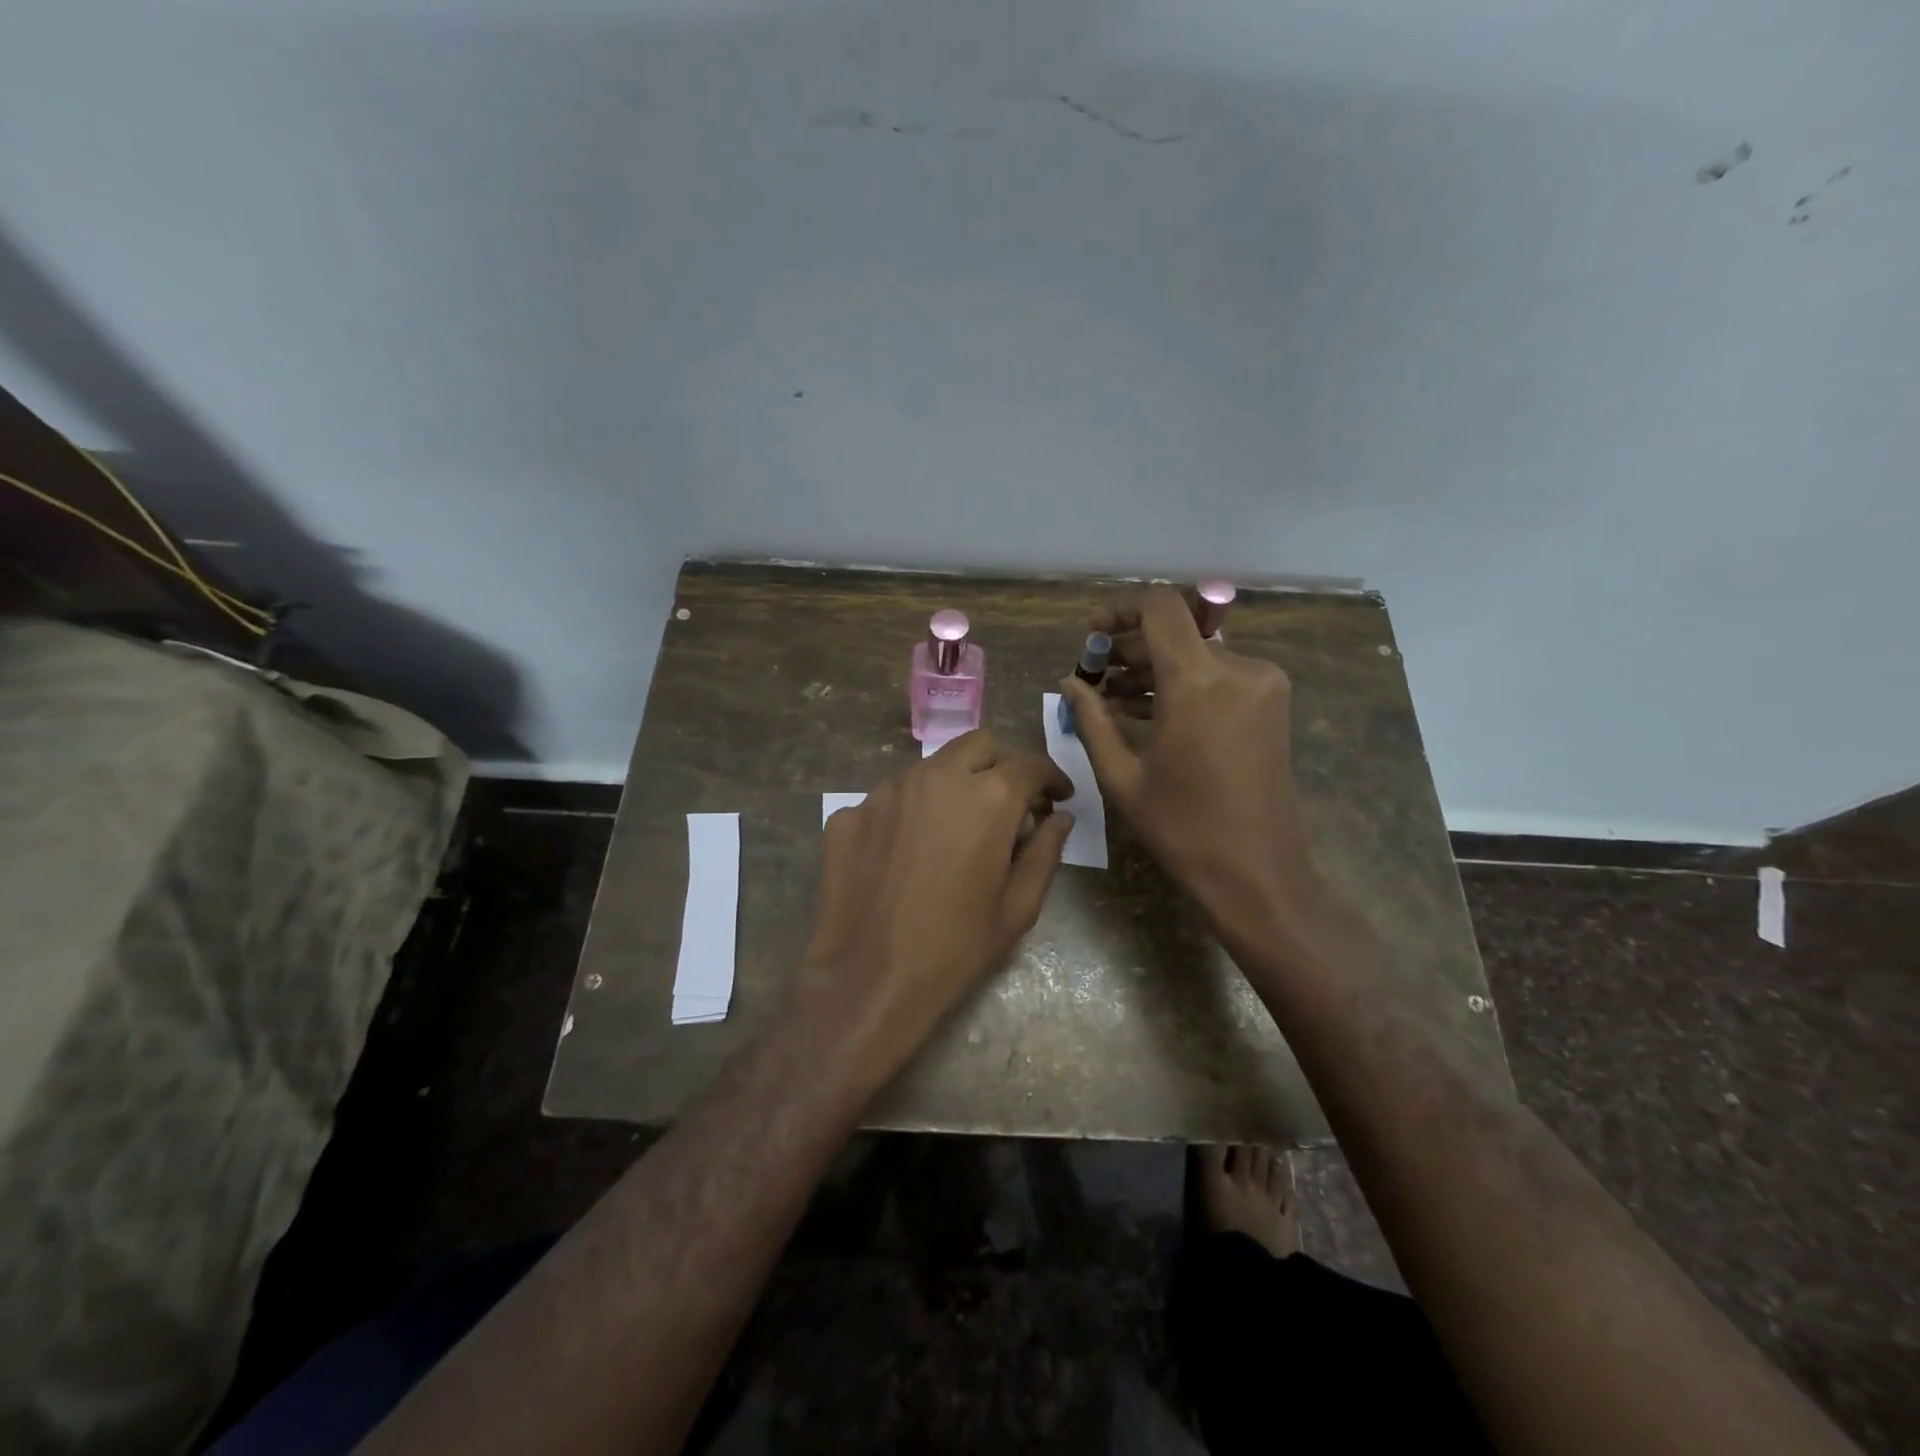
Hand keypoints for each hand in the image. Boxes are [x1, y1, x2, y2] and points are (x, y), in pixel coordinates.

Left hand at [789, 731, 1073, 1085]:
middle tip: (1009, 808)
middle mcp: (935, 778)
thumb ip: (1045, 852)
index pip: (1029, 764)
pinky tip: (907, 855)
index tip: (1057, 799)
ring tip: (955, 833)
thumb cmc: (957, 948)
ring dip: (954, 786)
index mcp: (987, 798)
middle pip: (978, 746)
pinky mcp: (849, 813)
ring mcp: (886, 791)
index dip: (1051, 778)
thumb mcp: (1019, 907)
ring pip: (931, 768)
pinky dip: (910, 814)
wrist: (868, 979)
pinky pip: (890, 799)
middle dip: (1002, 767)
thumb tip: (1060, 818)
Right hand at [1061, 587, 1326, 942]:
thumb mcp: (1122, 776)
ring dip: (1155, 668)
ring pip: (1197, 653)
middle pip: (1177, 630)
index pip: (1159, 608)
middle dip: (1131, 646)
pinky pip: (1218, 675)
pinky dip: (1182, 683)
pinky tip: (1150, 711)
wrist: (1258, 873)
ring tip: (1115, 700)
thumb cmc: (1183, 828)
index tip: (1093, 636)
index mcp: (1198, 682)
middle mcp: (1238, 668)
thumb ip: (1092, 719)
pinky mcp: (1271, 703)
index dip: (1121, 610)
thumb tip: (1070, 682)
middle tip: (1095, 676)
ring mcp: (1262, 684)